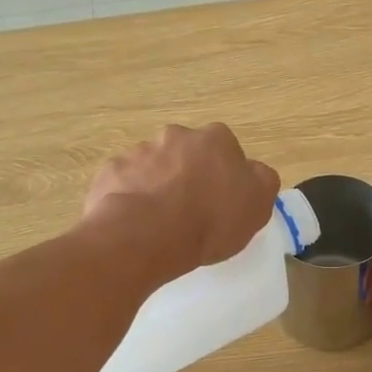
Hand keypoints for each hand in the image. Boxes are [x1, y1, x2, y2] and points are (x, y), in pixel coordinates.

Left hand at [83, 124, 279, 280]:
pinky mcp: (110, 172)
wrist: (147, 235)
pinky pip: (124, 184)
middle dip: (187, 175)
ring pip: (153, 167)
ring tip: (160, 223)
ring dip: (157, 186)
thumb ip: (262, 181)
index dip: (225, 175)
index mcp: (215, 139)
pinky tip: (134, 225)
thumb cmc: (211, 220)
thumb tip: (254, 172)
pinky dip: (129, 199)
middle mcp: (175, 136)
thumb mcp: (258, 204)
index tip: (222, 201)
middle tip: (191, 211)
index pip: (225, 150)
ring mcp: (138, 152)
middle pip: (186, 154)